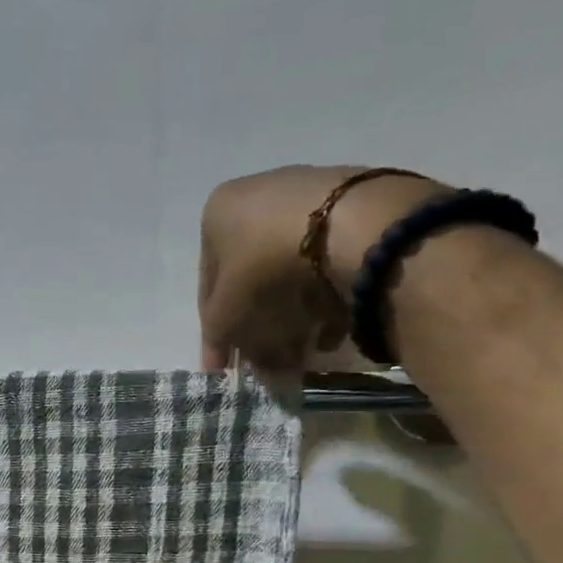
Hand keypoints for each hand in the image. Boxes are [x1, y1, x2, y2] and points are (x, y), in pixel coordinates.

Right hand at [198, 165, 441, 374]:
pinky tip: (334, 329)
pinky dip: (327, 296)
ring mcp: (308, 194)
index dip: (215, 335)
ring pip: (290, 272)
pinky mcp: (354, 203)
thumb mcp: (226, 314)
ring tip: (306, 351)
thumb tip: (233, 360)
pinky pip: (328, 262)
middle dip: (260, 327)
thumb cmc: (266, 268)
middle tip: (270, 364)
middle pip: (252, 279)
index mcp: (218, 212)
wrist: (354, 227)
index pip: (209, 286)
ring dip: (294, 317)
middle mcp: (258, 194)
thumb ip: (220, 339)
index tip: (224, 368)